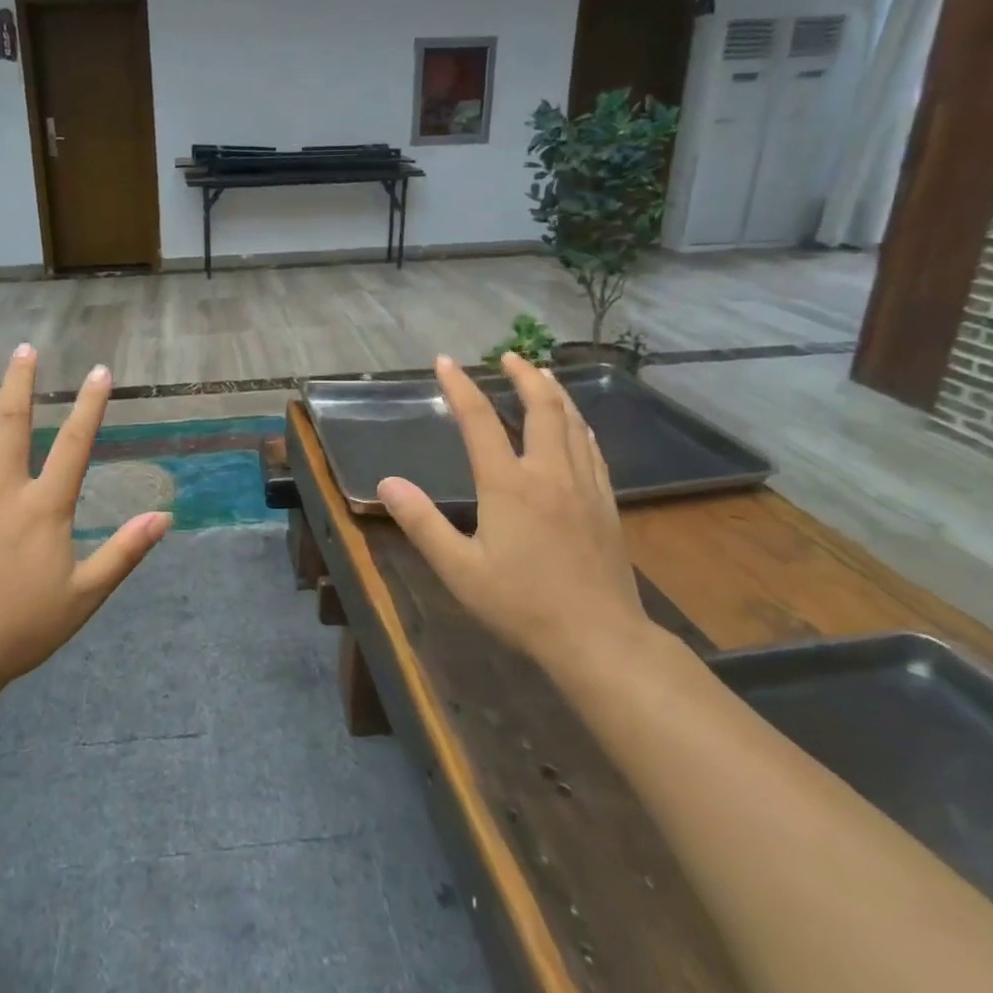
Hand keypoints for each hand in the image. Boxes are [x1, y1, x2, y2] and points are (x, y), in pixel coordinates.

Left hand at [0, 345, 169, 690]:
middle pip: (11, 422)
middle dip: (20, 381)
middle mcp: (2, 491)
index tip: (99, 372)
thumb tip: (164, 517)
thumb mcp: (85, 595)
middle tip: (25, 349)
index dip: (89, 405)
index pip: (74, 443)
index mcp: (44, 508)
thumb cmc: (21, 627)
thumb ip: (124, 552)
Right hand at [378, 353, 651, 685]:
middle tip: (509, 355)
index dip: (460, 387)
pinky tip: (578, 425)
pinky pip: (593, 449)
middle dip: (523, 376)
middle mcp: (549, 473)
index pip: (479, 421)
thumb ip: (421, 522)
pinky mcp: (606, 504)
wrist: (598, 638)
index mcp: (508, 484)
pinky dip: (580, 424)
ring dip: (555, 393)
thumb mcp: (458, 568)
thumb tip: (386, 483)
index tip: (444, 361)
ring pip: (572, 423)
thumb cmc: (521, 603)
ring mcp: (584, 486)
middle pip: (540, 408)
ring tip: (542, 375)